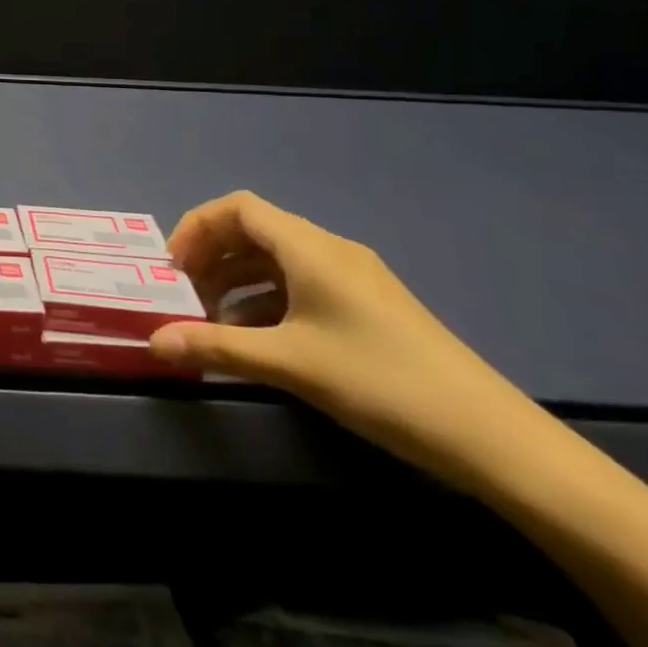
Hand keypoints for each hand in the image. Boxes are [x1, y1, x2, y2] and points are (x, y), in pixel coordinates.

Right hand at [149, 190, 542, 489]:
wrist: (494, 439)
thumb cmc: (380, 382)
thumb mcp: (289, 364)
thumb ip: (217, 347)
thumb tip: (153, 342)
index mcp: (309, 247)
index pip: (238, 207)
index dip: (197, 226)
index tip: (173, 266)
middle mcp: (329, 249)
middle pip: (254, 230)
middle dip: (212, 257)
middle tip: (185, 295)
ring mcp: (354, 278)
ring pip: (277, 260)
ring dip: (238, 280)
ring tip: (214, 320)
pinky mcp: (369, 306)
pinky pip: (302, 284)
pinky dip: (269, 299)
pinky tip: (260, 338)